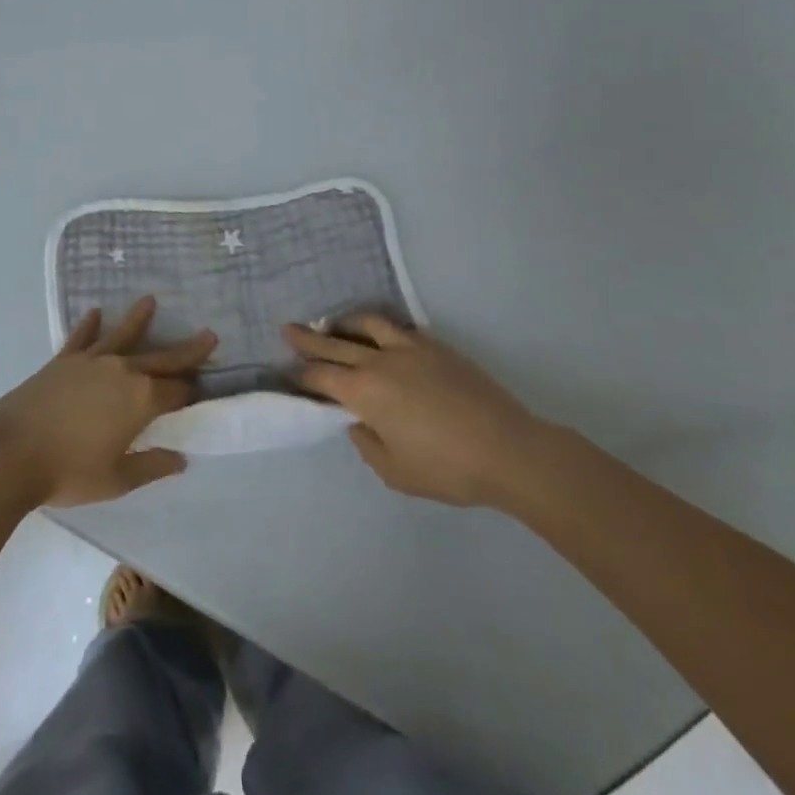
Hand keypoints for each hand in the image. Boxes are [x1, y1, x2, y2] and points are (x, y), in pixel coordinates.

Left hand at [0, 297, 216, 507]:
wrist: (11, 452)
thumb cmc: (68, 472)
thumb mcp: (117, 480)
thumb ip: (151, 466)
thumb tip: (180, 459)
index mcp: (141, 400)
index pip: (177, 391)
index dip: (193, 391)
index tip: (204, 387)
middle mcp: (123, 371)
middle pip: (162, 358)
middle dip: (187, 349)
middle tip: (209, 335)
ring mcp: (92, 361)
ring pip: (123, 335)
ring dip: (138, 319)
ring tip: (150, 300)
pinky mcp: (64, 360)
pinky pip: (82, 337)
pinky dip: (89, 324)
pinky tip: (96, 312)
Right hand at [286, 315, 548, 510]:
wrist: (508, 449)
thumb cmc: (446, 468)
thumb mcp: (394, 471)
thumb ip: (365, 442)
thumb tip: (357, 420)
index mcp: (364, 391)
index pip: (321, 376)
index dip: (300, 373)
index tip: (286, 370)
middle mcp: (380, 361)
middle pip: (335, 343)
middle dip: (308, 338)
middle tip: (288, 329)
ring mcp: (409, 348)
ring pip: (367, 324)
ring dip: (344, 323)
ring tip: (332, 325)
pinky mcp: (435, 346)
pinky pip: (398, 327)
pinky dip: (379, 327)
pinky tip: (379, 335)